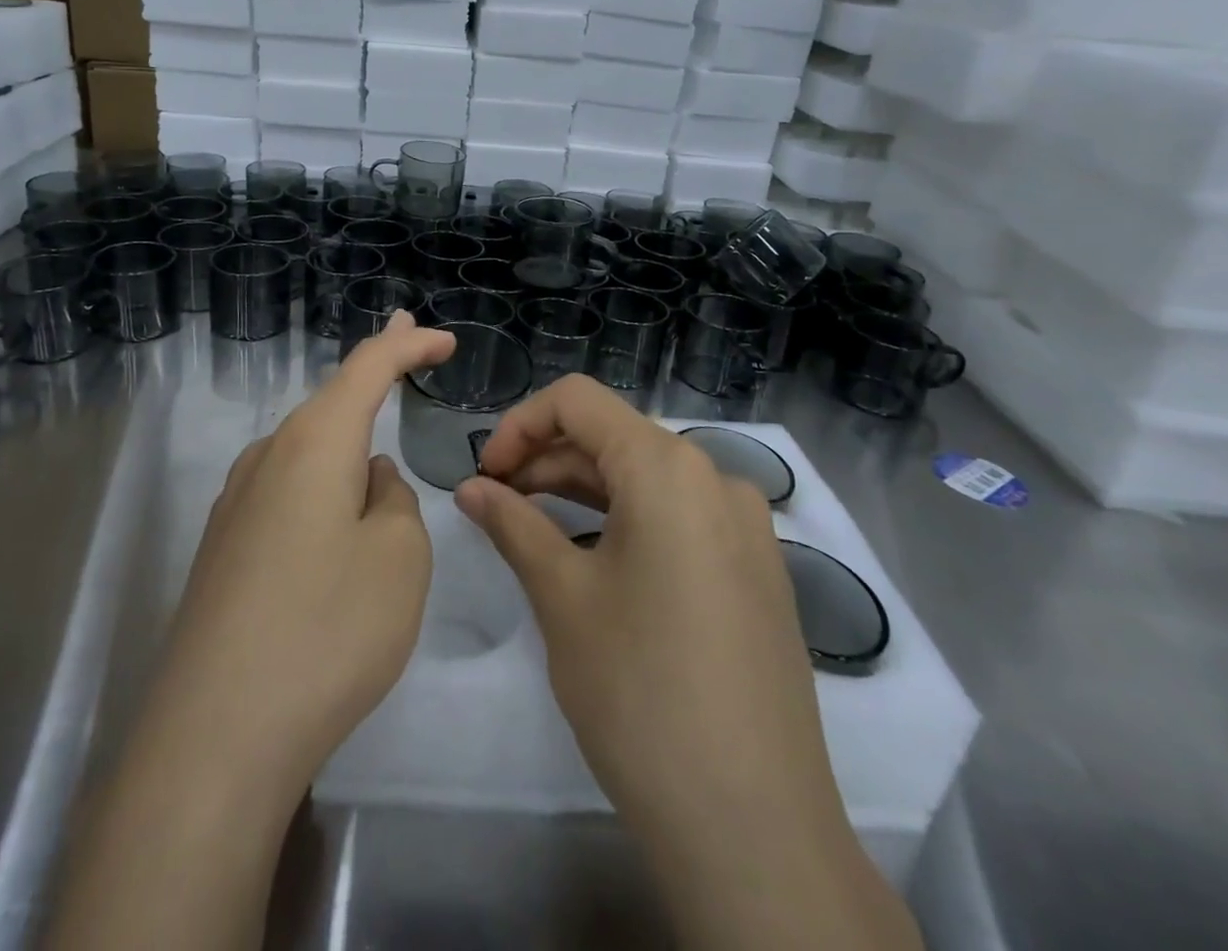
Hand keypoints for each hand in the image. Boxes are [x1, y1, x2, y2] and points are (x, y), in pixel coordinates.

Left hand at [48, 313, 455, 950]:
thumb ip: (394, 499)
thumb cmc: (327, 630)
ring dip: (346, 428)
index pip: (368, 367)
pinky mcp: (224, 546)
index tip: (444, 339)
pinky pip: (286, 486)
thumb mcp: (399, 557)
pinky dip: (321, 474)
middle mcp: (268, 455)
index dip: (408, 344)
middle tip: (407, 341)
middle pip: (330, 397)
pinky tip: (333, 508)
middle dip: (375, 369)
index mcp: (314, 442)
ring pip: (306, 445)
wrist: (215, 734)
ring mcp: (237, 501)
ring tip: (377, 431)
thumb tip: (366, 481)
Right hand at [457, 375, 920, 950]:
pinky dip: (625, 517)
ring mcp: (745, 525)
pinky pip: (679, 515)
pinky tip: (592, 557)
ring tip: (532, 526)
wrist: (754, 827)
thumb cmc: (640, 691)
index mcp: (668, 467)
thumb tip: (471, 488)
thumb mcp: (562, 596)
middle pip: (614, 436)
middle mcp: (715, 477)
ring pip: (646, 477)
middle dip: (546, 458)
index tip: (485, 472)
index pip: (578, 401)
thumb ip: (512, 524)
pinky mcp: (756, 569)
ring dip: (582, 488)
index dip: (520, 424)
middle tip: (496, 502)